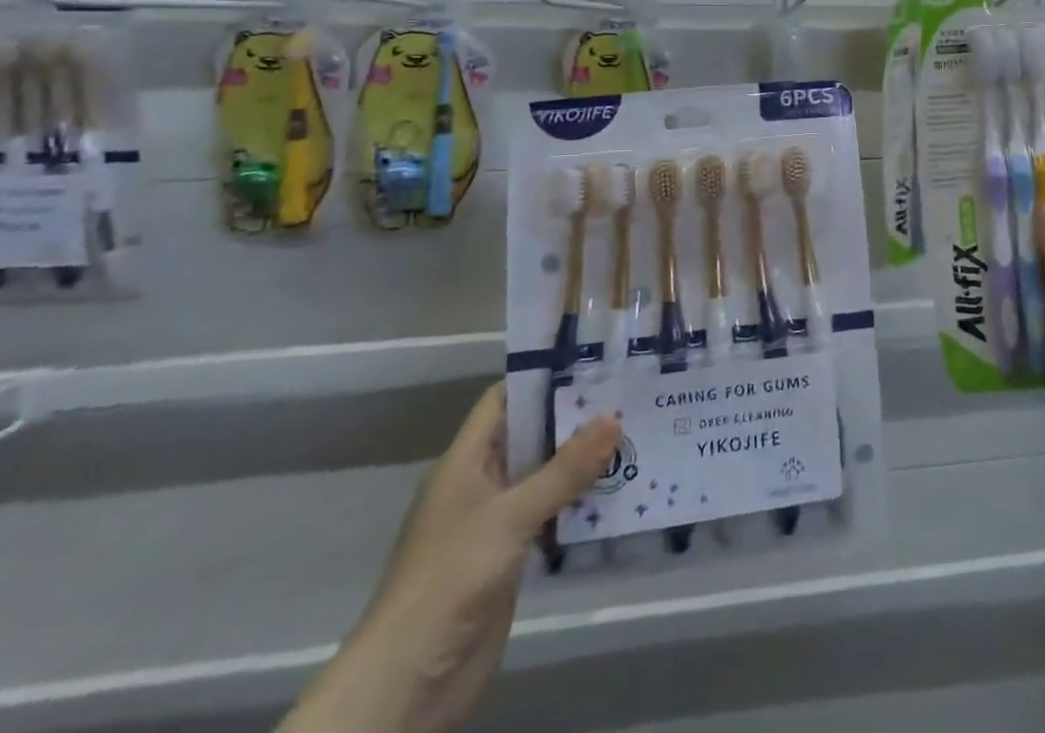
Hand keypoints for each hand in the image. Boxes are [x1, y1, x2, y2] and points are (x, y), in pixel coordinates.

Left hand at [279, 384, 619, 732]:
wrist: (409, 682)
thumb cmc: (452, 576)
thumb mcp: (512, 514)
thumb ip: (565, 468)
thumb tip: (615, 416)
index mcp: (465, 462)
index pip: (504, 400)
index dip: (543, 377)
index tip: (593, 361)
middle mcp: (479, 485)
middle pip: (530, 436)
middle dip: (575, 419)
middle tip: (629, 396)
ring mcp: (494, 524)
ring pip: (544, 477)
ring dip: (582, 463)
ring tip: (635, 436)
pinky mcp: (509, 559)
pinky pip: (550, 516)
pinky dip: (579, 503)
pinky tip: (619, 491)